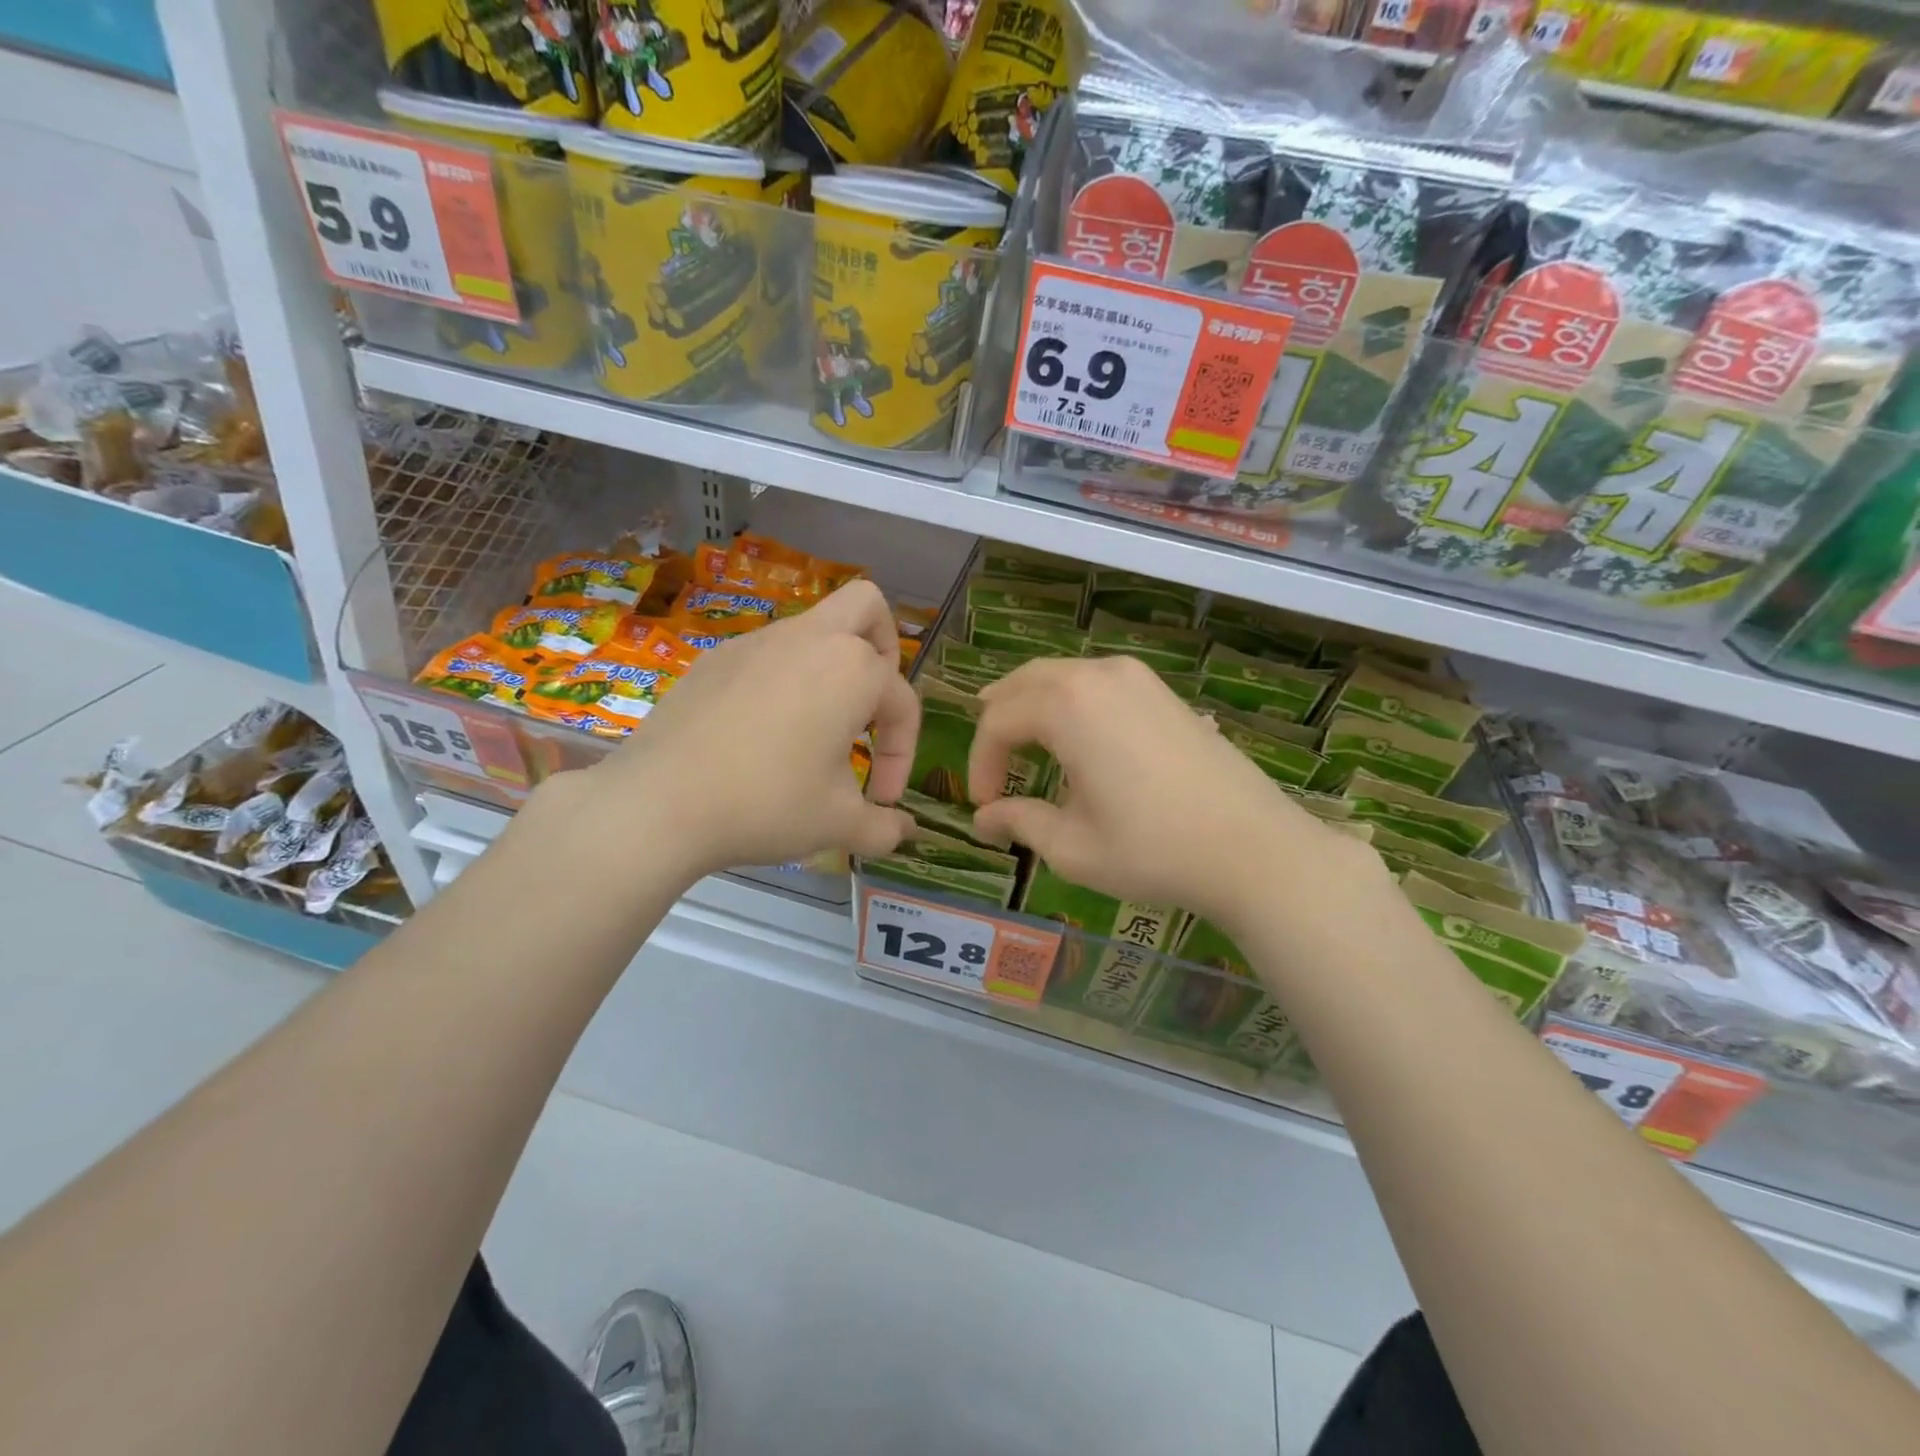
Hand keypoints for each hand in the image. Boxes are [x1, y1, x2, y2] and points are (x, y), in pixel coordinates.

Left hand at [577, 579, 916, 879]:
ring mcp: (757, 641)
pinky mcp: (716, 657)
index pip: (902, 703)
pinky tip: (760, 733)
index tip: (882, 799)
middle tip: (869, 707)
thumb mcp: (838, 824)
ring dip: (829, 669)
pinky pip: (767, 654)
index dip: (902, 755)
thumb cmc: (768, 803)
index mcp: (853, 670)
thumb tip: (906, 831)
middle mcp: (811, 639)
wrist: (659, 801)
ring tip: (815, 729)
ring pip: (813, 629)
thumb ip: (884, 827)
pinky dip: (782, 681)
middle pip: (867, 608)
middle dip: (884, 650)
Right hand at [967, 656, 1373, 932]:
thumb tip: (983, 820)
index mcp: (1068, 705)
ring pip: (1061, 676)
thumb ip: (1020, 822)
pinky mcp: (1163, 691)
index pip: (998, 721)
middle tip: (992, 765)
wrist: (1254, 848)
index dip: (981, 762)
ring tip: (1023, 746)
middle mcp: (1098, 674)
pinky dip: (1070, 704)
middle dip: (998, 721)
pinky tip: (1076, 739)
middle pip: (1024, 682)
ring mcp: (1137, 677)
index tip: (984, 805)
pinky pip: (1097, 683)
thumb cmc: (1153, 850)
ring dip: (1033, 707)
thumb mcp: (1073, 846)